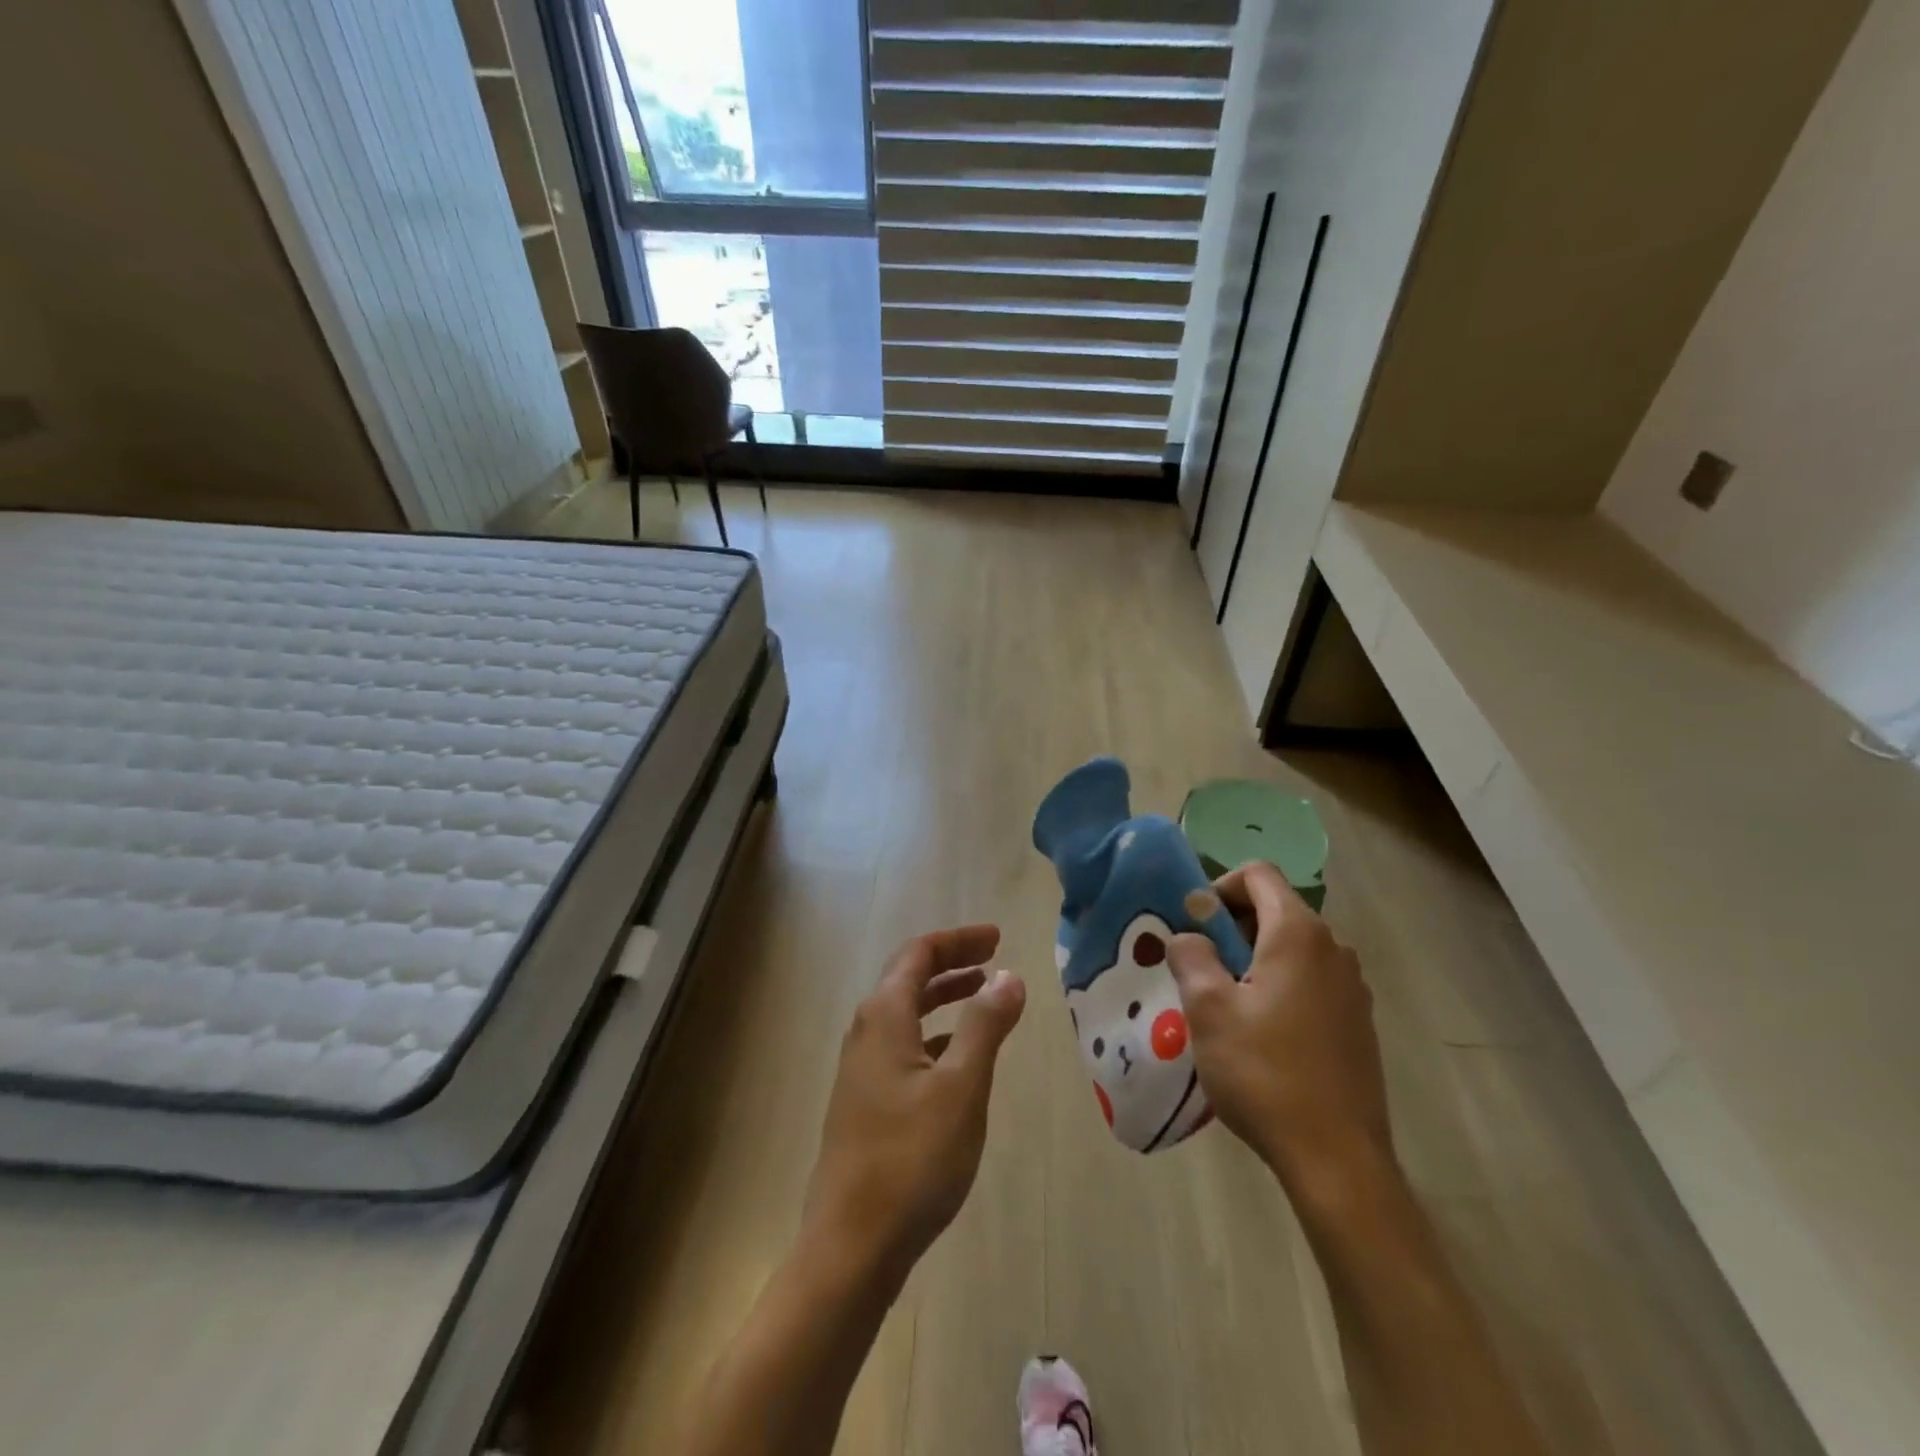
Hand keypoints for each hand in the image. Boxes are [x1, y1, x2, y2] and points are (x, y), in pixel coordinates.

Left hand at [802, 925, 1026, 1284]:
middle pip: (909, 977)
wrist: (851, 1244)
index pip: (920, 953)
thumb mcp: (962, 1087)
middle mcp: (866, 1031)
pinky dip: (934, 1034)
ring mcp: (860, 1068)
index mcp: (884, 1016)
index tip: (997, 937)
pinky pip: (902, 1045)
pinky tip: (957, 1057)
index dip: (958, 940)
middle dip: (952, 963)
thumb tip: (1008, 976)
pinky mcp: (864, 1100)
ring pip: (905, 1013)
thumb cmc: (912, 1158)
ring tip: (982, 996)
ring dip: (943, 997)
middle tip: (994, 958)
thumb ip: (985, 1026)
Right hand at [1167, 863, 1392, 1199]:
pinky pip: (1311, 980)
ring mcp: (1352, 987)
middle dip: (1232, 927)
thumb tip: (1187, 936)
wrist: (1336, 1158)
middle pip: (1276, 909)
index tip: (1196, 926)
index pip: (1258, 874)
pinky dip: (1280, 985)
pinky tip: (1262, 1035)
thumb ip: (1190, 956)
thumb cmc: (1264, 1072)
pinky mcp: (1358, 1021)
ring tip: (1227, 1004)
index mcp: (1298, 934)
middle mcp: (1333, 949)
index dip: (1220, 887)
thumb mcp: (1208, 1009)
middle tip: (1202, 968)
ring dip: (1254, 958)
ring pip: (1293, 947)